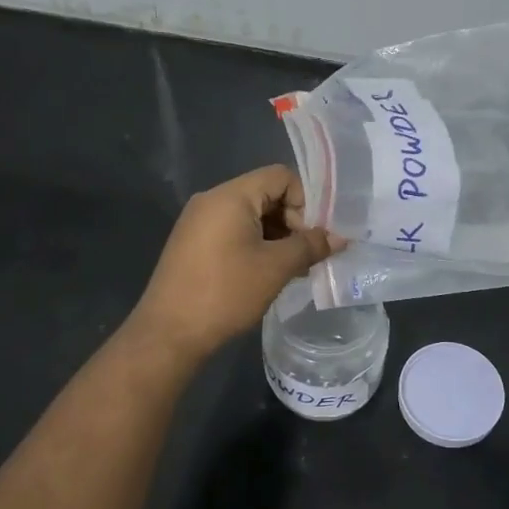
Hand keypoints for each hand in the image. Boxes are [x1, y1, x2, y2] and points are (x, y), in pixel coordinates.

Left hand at [124, 165, 342, 366]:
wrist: (169, 333)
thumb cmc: (226, 293)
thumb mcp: (276, 268)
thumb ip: (310, 246)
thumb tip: (339, 238)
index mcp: (230, 195)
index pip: (280, 176)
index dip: (305, 201)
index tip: (312, 237)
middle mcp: (212, 200)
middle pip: (265, 194)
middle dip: (292, 221)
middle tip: (306, 256)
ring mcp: (198, 222)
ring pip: (250, 215)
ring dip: (276, 237)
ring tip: (291, 269)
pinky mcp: (192, 243)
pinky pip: (233, 231)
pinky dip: (255, 245)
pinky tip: (266, 274)